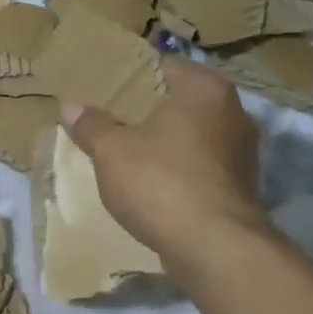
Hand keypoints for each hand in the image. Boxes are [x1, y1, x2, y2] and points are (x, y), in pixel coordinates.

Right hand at [62, 59, 273, 268]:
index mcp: (205, 89)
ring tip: (124, 148)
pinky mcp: (238, 186)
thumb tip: (71, 107)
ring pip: (189, 135)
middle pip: (179, 101)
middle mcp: (233, 112)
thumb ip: (91, 125)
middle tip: (107, 115)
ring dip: (162, 141)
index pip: (163, 66)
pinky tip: (149, 180)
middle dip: (146, 109)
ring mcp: (241, 152)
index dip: (131, 74)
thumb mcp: (111, 150)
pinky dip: (175, 168)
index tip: (104, 85)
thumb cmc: (160, 182)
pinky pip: (198, 165)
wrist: (214, 248)